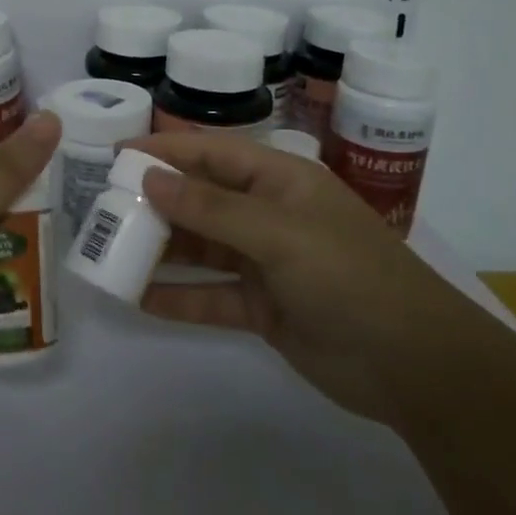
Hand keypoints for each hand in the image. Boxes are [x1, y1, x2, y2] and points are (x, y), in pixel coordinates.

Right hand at [130, 132, 446, 422]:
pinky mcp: (262, 308)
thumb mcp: (279, 233)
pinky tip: (138, 300)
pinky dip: (178, 298)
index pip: (212, 153)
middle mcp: (268, 215)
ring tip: (109, 251)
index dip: (165, 150)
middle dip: (154, 202)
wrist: (413, 364)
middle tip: (102, 208)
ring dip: (160, 250)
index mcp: (280, 181)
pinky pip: (210, 297)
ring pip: (200, 249)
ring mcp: (264, 263)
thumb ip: (212, 207)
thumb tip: (150, 178)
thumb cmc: (348, 276)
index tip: (116, 154)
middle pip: (201, 199)